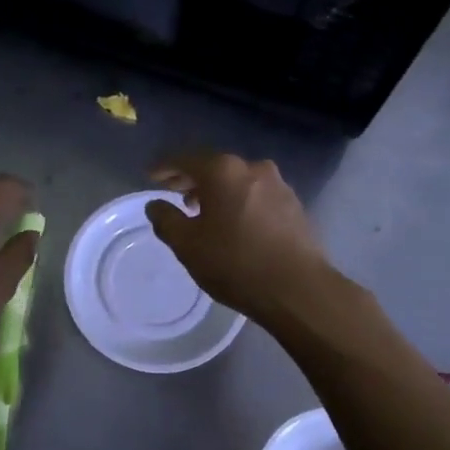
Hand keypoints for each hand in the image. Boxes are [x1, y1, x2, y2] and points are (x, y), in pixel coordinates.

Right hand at [146, 153, 330, 322]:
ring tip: (201, 210)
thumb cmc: (235, 262)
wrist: (298, 289)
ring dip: (216, 191)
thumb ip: (166, 220)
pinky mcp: (294, 205)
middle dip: (191, 178)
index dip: (164, 168)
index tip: (150, 176)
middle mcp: (252, 168)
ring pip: (237, 181)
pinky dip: (238, 201)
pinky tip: (232, 223)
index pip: (185, 160)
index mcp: (223, 171)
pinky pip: (256, 195)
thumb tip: (155, 205)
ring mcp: (278, 185)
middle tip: (173, 192)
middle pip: (213, 167)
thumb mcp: (188, 245)